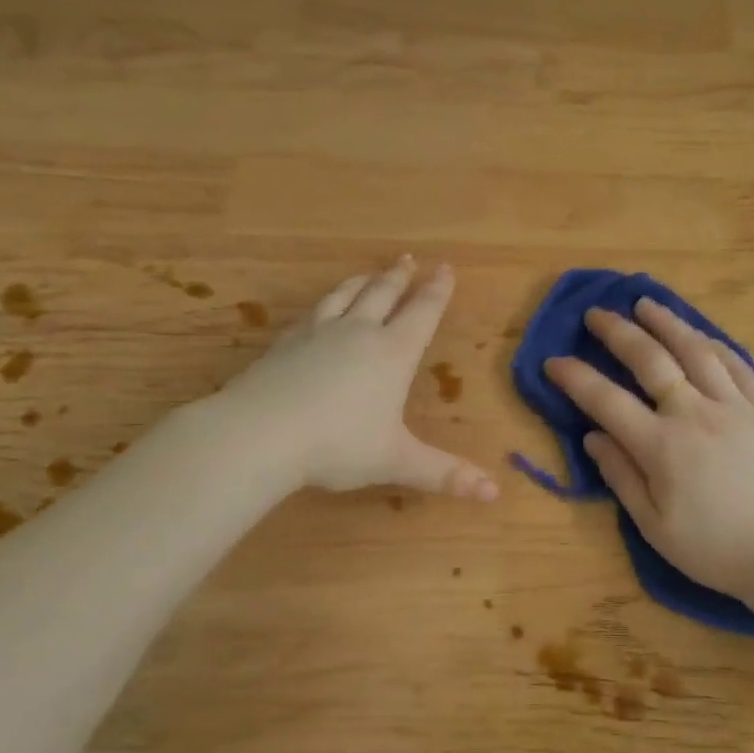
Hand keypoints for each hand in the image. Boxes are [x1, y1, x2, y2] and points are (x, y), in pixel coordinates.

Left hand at [217, 257, 498, 500]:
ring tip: (369, 272)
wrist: (258, 434)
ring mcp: (317, 334)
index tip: (445, 268)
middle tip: (409, 259)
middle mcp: (357, 333)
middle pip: (383, 294)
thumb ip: (444, 474)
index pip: (422, 313)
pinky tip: (320, 309)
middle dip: (400, 277)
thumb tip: (495, 493)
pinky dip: (325, 302)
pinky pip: (312, 312)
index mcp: (392, 354)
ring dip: (362, 281)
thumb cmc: (337, 446)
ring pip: (345, 295)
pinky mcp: (284, 343)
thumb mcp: (396, 461)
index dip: (437, 291)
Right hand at [544, 299, 753, 596]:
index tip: (553, 360)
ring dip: (666, 322)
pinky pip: (737, 364)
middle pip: (649, 359)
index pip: (606, 400)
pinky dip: (713, 345)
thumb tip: (592, 437)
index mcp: (662, 446)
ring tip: (646, 304)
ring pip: (695, 350)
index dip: (575, 377)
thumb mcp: (655, 526)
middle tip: (597, 313)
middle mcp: (695, 413)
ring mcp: (736, 406)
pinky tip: (700, 336)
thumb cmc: (717, 550)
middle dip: (617, 332)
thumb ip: (621, 476)